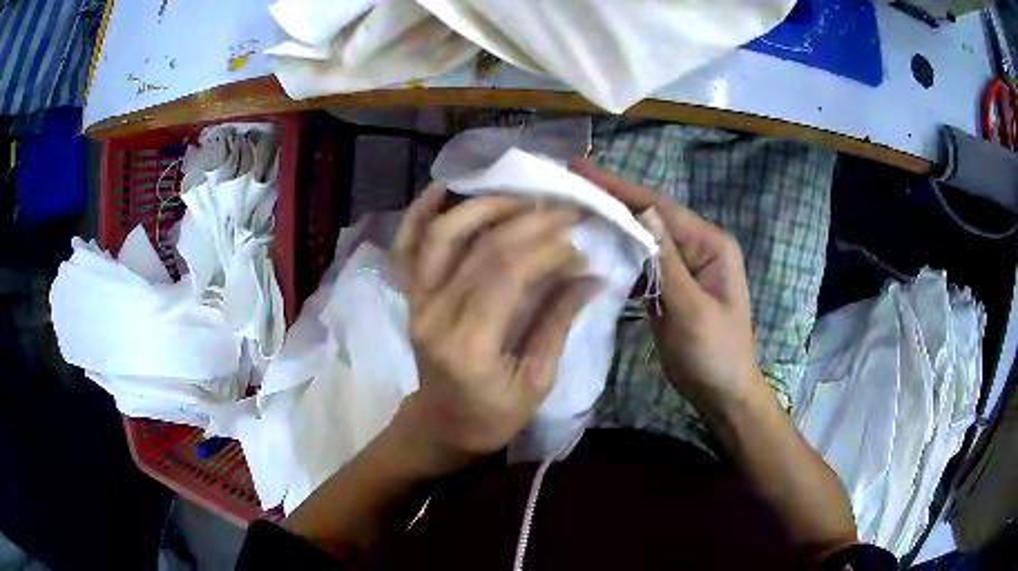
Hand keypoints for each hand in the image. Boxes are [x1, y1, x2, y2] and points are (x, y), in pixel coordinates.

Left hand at [390, 182, 598, 462]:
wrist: (441, 425)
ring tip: (523, 198)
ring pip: (444, 235)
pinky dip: (420, 213)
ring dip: (485, 207)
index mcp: (469, 347)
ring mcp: (416, 301)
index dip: (547, 249)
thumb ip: (557, 323)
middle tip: (565, 211)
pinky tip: (442, 188)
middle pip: (482, 248)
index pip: (508, 274)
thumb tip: (591, 275)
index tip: (578, 242)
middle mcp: (435, 315)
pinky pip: (407, 246)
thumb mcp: (536, 382)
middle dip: (529, 221)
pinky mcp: (410, 296)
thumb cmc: (492, 416)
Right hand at [570, 159, 761, 407]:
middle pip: (649, 217)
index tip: (580, 169)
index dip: (620, 187)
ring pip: (642, 238)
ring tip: (573, 213)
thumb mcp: (693, 308)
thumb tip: (644, 212)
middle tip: (568, 186)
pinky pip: (640, 262)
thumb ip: (668, 261)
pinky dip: (618, 257)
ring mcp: (681, 265)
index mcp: (709, 244)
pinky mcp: (668, 284)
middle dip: (611, 201)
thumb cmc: (714, 352)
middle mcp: (696, 246)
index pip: (660, 207)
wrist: (721, 390)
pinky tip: (593, 252)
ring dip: (611, 227)